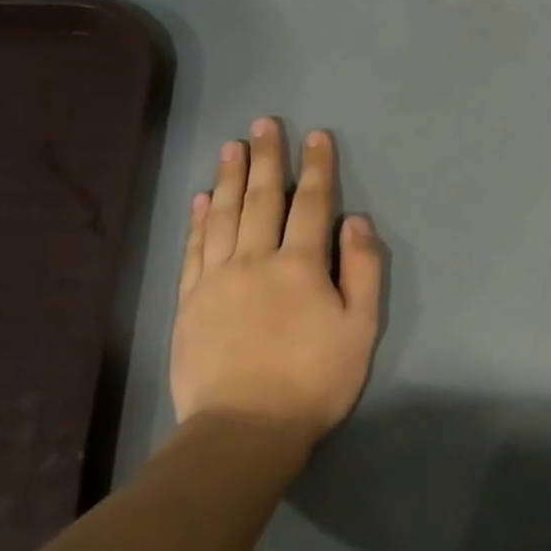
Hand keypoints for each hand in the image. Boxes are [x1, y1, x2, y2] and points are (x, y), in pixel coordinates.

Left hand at [170, 120, 382, 448]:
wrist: (245, 426)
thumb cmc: (315, 378)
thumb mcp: (360, 327)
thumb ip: (361, 270)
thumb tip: (355, 221)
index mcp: (300, 265)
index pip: (311, 205)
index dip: (317, 168)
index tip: (316, 136)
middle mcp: (254, 260)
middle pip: (262, 200)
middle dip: (268, 159)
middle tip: (265, 124)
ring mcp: (215, 279)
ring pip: (224, 216)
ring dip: (231, 178)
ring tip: (233, 147)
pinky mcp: (189, 301)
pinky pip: (194, 247)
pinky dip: (199, 219)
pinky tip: (203, 199)